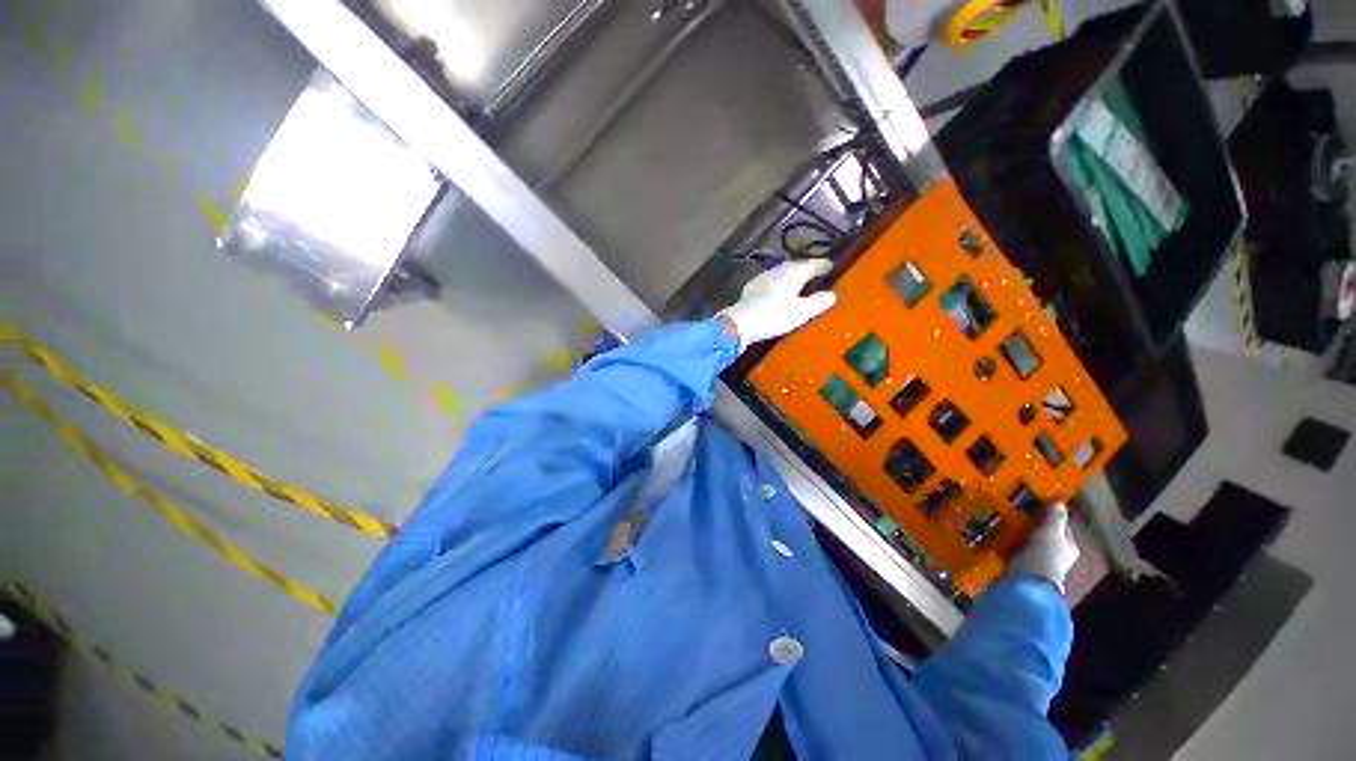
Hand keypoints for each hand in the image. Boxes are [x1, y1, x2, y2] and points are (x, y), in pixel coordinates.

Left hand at [718, 259, 838, 351]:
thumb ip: (818, 302)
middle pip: (796, 266)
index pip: (812, 264)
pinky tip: (778, 291)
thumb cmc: (774, 316)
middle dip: (807, 268)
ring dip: (792, 275)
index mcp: (793, 273)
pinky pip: (772, 280)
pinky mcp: (752, 287)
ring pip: (782, 272)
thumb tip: (832, 294)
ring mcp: (763, 277)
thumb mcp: (801, 312)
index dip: (823, 265)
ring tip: (800, 283)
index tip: (831, 265)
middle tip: (817, 274)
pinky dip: (780, 283)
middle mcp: (778, 270)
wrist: (741, 322)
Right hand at [1008, 504, 1079, 592]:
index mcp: (1070, 547)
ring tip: (1006, 522)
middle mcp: (1059, 556)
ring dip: (1022, 534)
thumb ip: (1055, 517)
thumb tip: (1060, 501)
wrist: (1028, 581)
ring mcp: (1042, 562)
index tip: (1035, 506)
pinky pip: (1019, 550)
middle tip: (1018, 512)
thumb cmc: (1044, 554)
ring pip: (1032, 542)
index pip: (1062, 527)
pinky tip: (1002, 536)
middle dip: (1034, 526)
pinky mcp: (1025, 567)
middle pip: (1047, 535)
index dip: (1051, 516)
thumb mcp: (1051, 532)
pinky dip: (1012, 543)